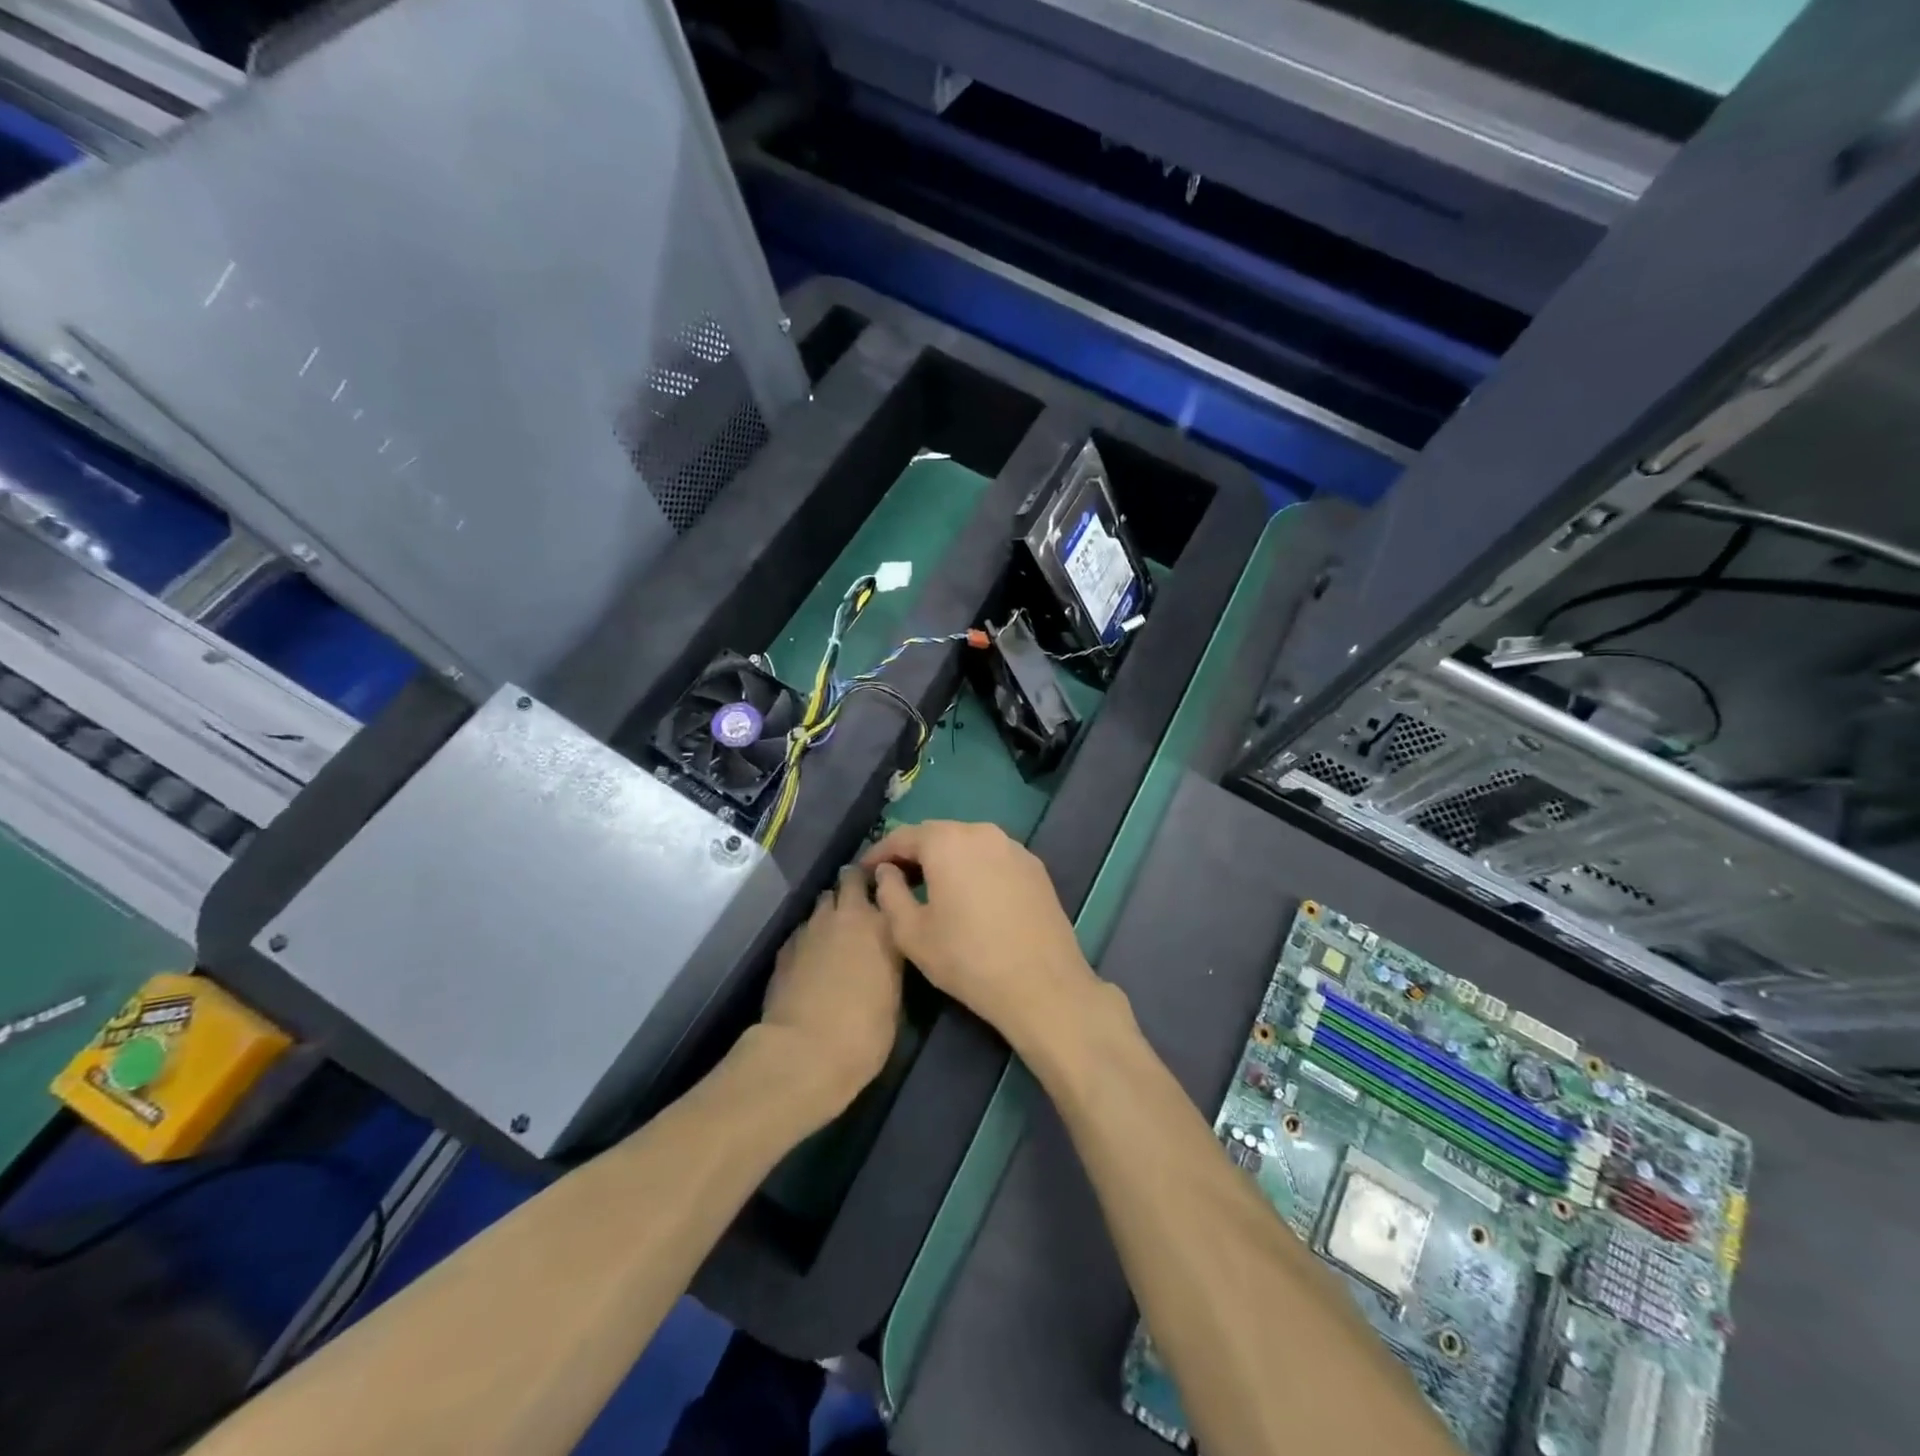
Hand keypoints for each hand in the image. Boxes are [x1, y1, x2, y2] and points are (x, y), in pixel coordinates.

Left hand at [755, 864, 903, 1122]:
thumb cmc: (864, 1030)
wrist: (804, 1052)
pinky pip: (803, 929)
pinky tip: (812, 955)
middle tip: (863, 902)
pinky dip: (810, 935)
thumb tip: (883, 952)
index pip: (885, 884)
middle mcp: (844, 915)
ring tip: (837, 929)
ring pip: (822, 902)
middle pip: (848, 880)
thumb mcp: (894, 994)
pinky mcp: (785, 948)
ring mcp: (810, 928)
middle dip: (854, 885)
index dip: (886, 885)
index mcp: (880, 923)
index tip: (890, 891)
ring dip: (831, 910)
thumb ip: (889, 960)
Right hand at [863, 820, 1098, 1050]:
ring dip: (946, 859)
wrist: (1042, 984)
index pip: (903, 836)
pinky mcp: (1035, 867)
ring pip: (968, 844)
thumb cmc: (967, 958)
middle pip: (938, 834)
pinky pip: (993, 858)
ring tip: (931, 886)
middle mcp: (982, 832)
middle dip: (913, 853)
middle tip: (894, 878)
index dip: (879, 853)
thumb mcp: (911, 933)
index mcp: (947, 841)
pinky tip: (970, 894)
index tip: (863, 871)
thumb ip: (890, 894)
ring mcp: (1014, 847)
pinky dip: (974, 868)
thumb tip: (887, 872)